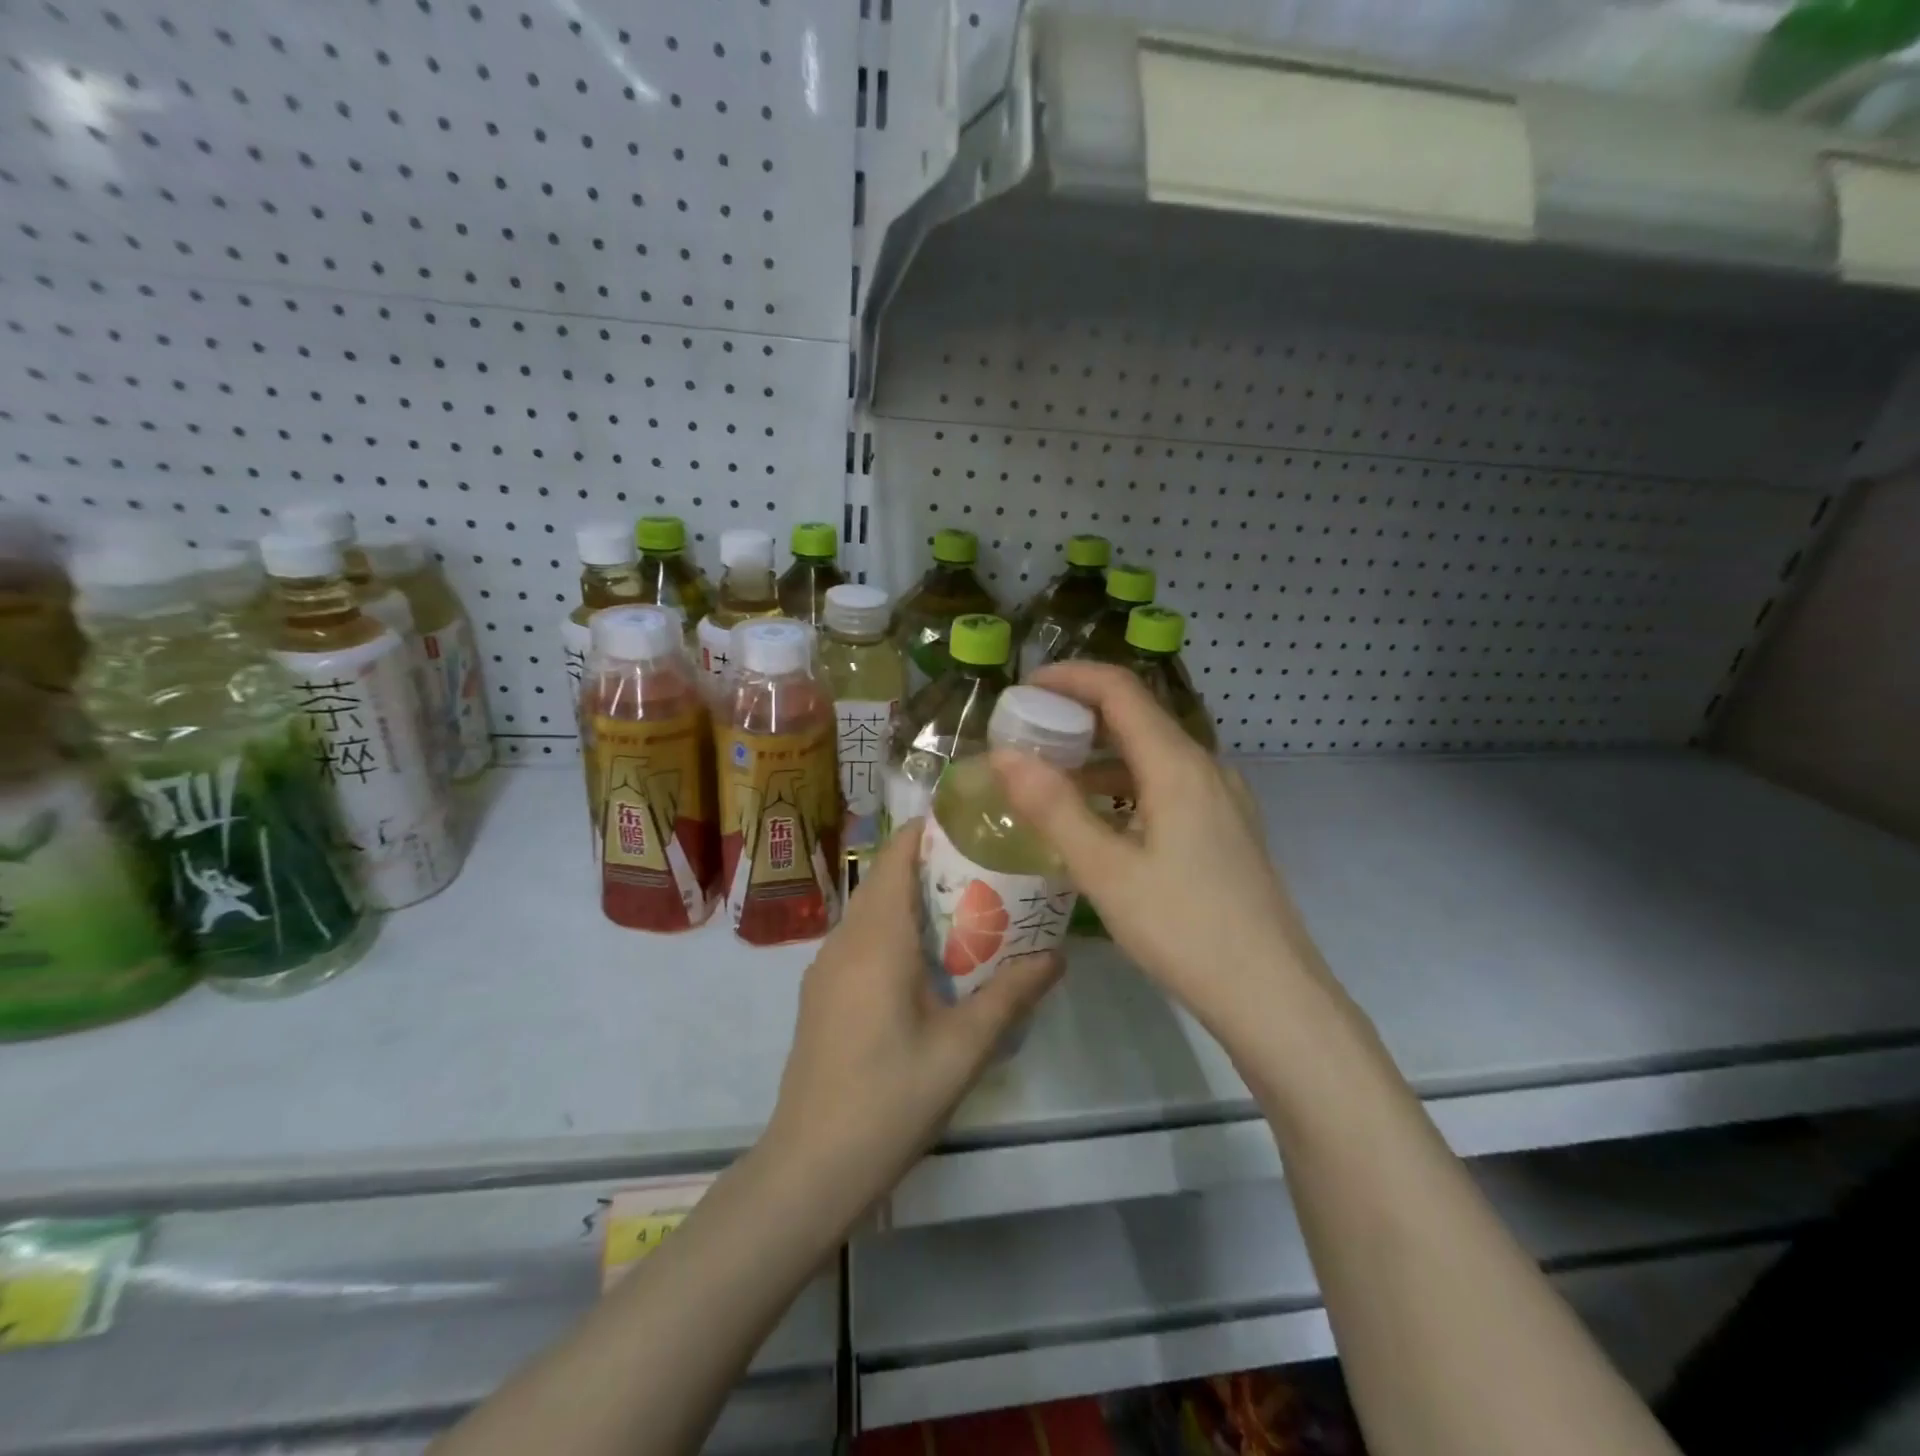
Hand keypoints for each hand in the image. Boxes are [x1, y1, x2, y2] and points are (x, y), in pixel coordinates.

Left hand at [761, 822, 1062, 1227]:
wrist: (810, 1166)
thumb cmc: (891, 1098)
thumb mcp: (964, 1048)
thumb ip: (1012, 995)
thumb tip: (1057, 955)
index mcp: (877, 937)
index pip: (896, 854)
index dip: (931, 830)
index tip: (976, 826)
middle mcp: (844, 939)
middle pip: (886, 879)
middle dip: (934, 866)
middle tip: (990, 873)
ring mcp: (825, 967)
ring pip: (873, 911)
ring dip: (915, 902)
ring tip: (970, 914)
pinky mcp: (821, 994)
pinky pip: (862, 941)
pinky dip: (896, 932)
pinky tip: (929, 968)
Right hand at [993, 662, 1328, 1039]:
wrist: (1273, 995)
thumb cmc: (1184, 929)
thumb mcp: (1106, 871)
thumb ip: (1053, 808)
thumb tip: (1004, 755)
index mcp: (1178, 765)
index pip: (1120, 690)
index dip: (1069, 678)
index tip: (1022, 689)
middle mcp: (1206, 768)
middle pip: (1137, 717)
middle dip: (1079, 716)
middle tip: (1027, 735)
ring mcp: (1222, 799)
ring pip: (1153, 754)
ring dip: (1100, 755)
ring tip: (1052, 778)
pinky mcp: (1226, 828)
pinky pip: (1168, 785)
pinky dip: (1125, 785)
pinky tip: (1099, 820)